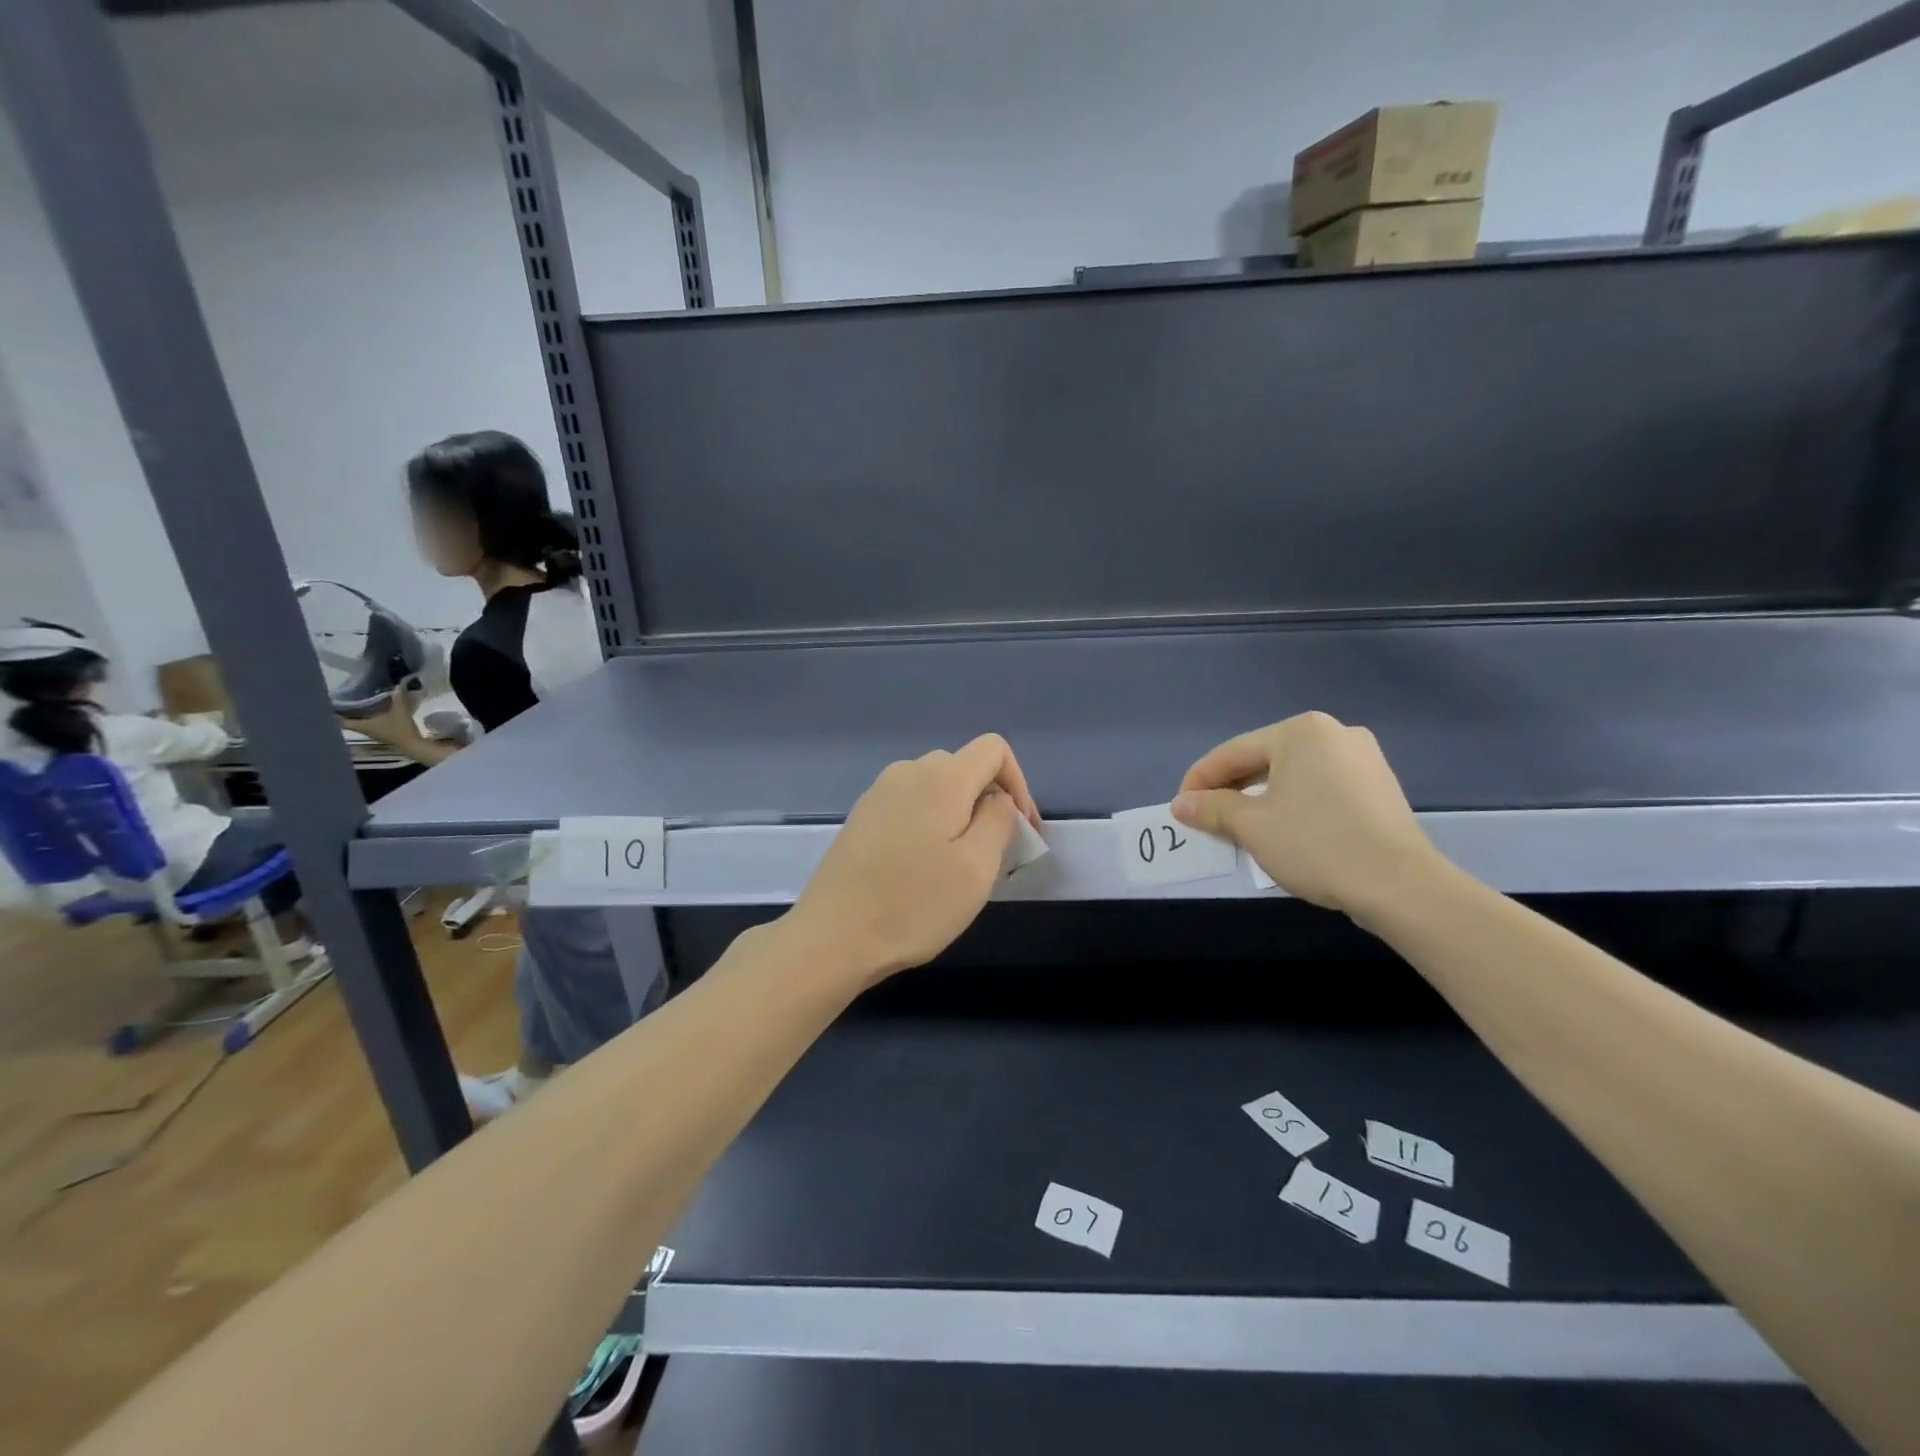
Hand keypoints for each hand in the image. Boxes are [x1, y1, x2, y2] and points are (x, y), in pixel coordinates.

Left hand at [342, 688, 423, 748]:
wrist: (413, 745)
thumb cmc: (401, 729)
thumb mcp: (400, 711)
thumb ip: (399, 698)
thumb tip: (398, 685)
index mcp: (363, 725)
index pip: (341, 721)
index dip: (334, 714)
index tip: (329, 705)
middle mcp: (365, 730)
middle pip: (349, 721)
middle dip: (346, 712)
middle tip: (344, 700)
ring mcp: (374, 733)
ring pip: (360, 722)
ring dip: (358, 715)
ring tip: (359, 703)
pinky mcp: (383, 734)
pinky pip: (371, 724)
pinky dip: (370, 717)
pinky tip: (376, 711)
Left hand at [788, 734, 1040, 985]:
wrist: (833, 936)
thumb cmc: (914, 904)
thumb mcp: (977, 867)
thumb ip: (999, 820)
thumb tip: (997, 799)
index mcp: (941, 777)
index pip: (994, 749)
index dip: (1019, 784)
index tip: (1022, 830)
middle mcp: (907, 771)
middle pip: (964, 767)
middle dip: (989, 802)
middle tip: (995, 854)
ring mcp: (879, 792)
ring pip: (936, 788)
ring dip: (959, 816)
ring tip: (959, 865)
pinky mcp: (861, 816)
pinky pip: (910, 804)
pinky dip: (930, 824)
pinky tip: (922, 867)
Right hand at [1171, 712, 1439, 919]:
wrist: (1401, 886)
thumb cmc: (1317, 845)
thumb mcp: (1253, 827)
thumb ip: (1212, 809)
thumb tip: (1181, 804)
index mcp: (1300, 731)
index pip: (1232, 752)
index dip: (1199, 781)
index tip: (1179, 808)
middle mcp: (1334, 733)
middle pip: (1263, 759)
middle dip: (1230, 789)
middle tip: (1205, 818)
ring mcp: (1362, 758)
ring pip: (1292, 774)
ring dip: (1260, 797)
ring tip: (1240, 827)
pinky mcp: (1378, 786)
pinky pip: (1319, 786)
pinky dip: (1293, 803)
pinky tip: (1283, 828)